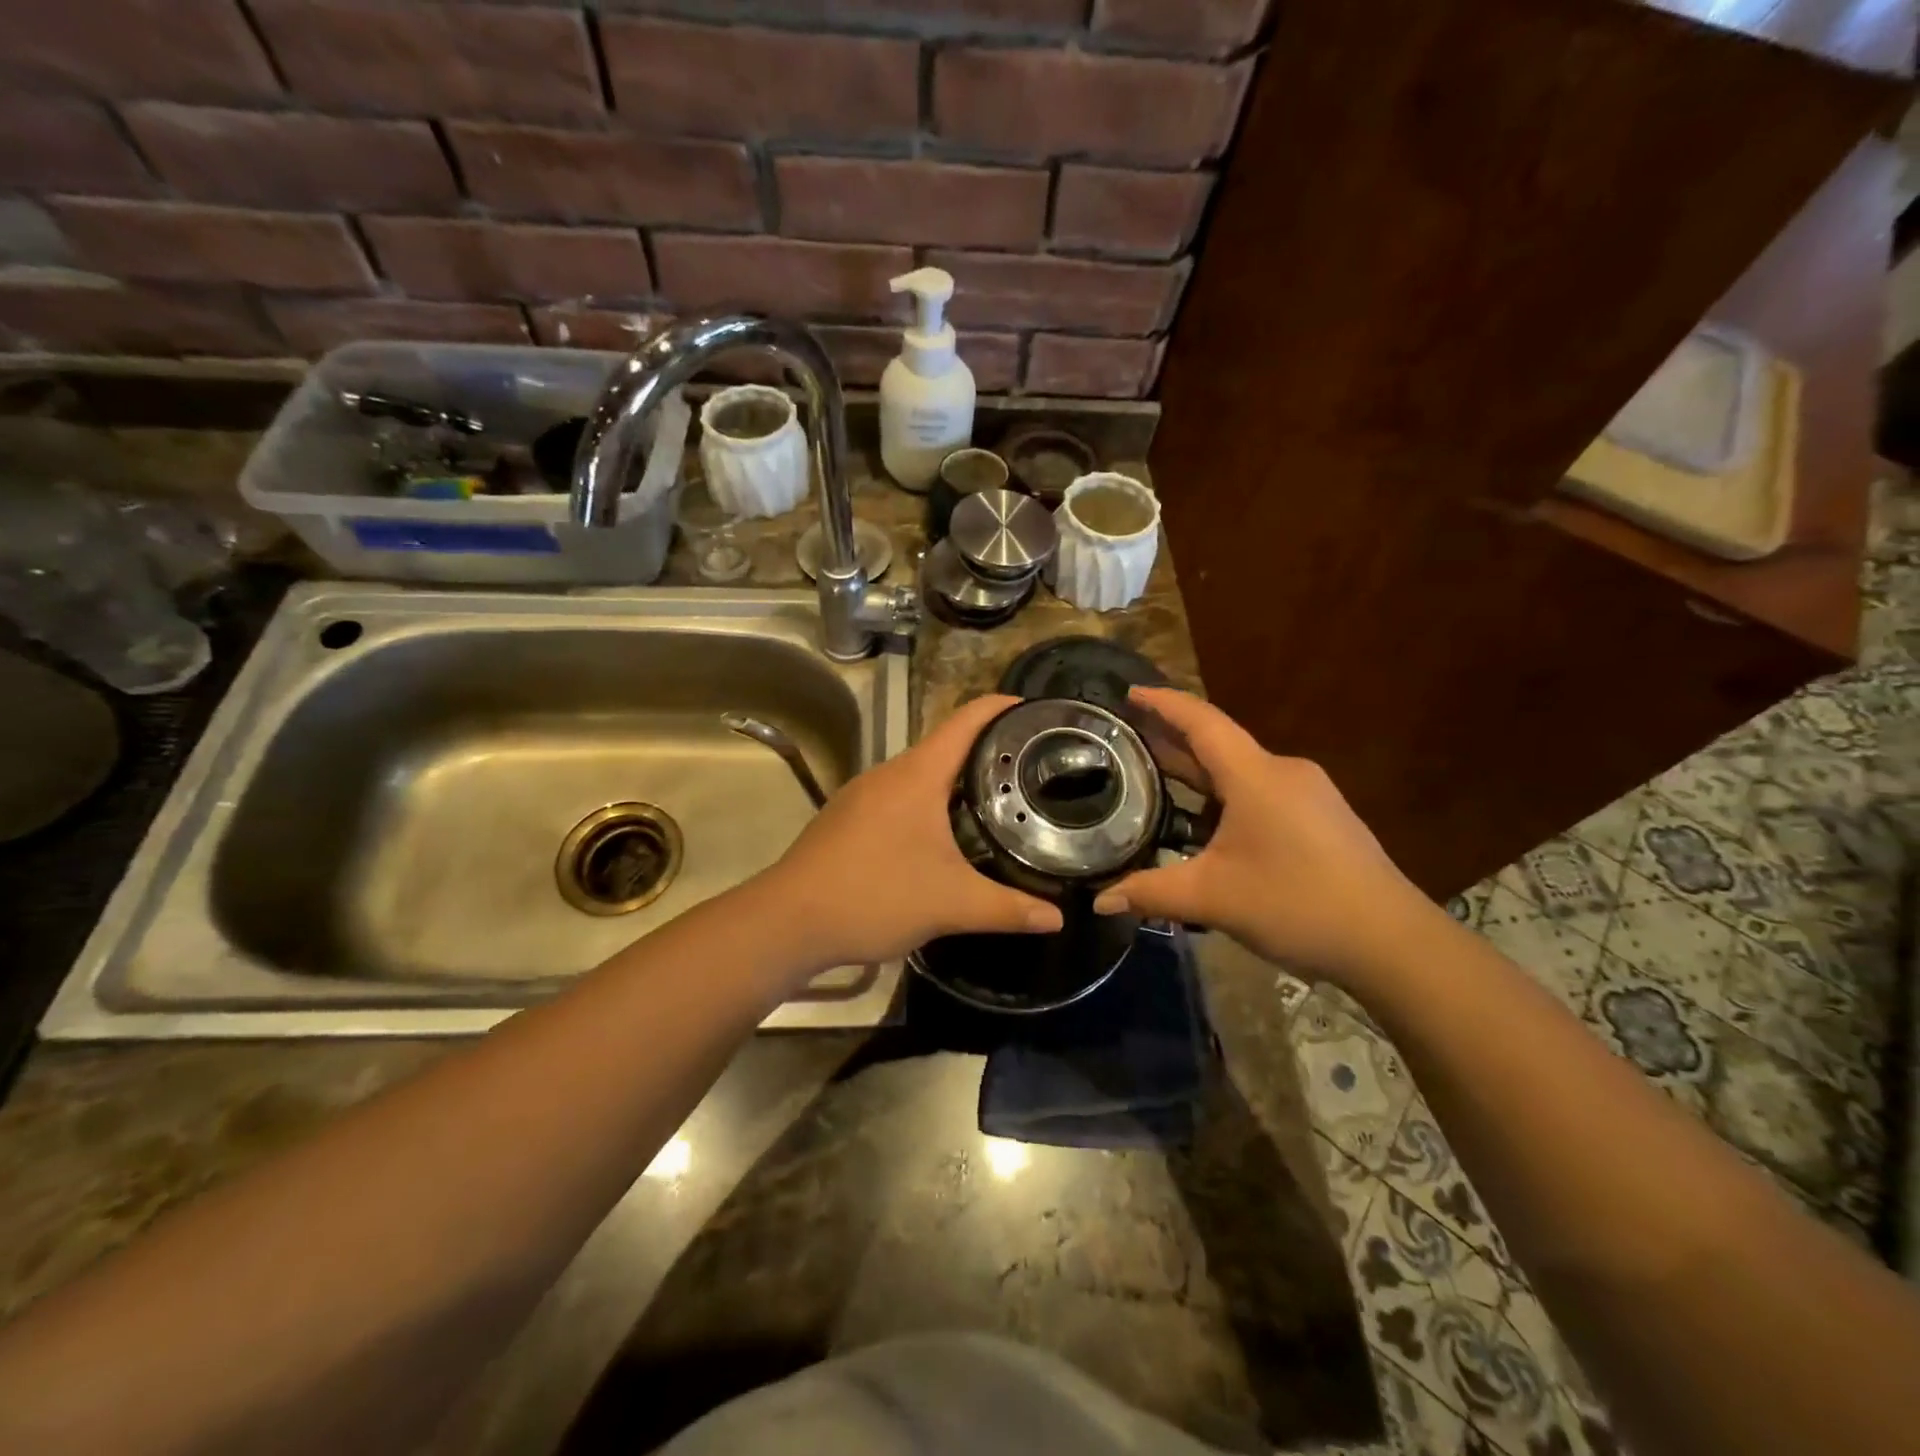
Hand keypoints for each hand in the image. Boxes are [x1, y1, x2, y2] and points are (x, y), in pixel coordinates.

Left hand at [763, 694, 1063, 967]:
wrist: (787, 922)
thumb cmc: (874, 896)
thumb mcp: (951, 904)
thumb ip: (1008, 909)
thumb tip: (1058, 918)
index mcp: (917, 775)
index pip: (967, 721)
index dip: (1003, 707)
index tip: (1038, 712)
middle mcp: (889, 773)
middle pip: (946, 746)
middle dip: (989, 751)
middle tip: (1032, 770)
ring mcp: (863, 795)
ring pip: (921, 775)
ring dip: (957, 781)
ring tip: (998, 801)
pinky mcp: (848, 819)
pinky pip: (900, 797)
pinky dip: (930, 804)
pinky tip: (944, 837)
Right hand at [1092, 687, 1429, 985]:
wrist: (1392, 943)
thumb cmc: (1296, 904)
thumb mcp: (1213, 899)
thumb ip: (1151, 893)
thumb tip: (1101, 901)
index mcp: (1255, 776)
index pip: (1201, 722)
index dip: (1163, 704)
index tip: (1130, 694)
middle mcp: (1283, 772)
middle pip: (1218, 744)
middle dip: (1172, 739)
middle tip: (1128, 738)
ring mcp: (1308, 794)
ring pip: (1240, 772)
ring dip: (1199, 772)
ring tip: (1157, 778)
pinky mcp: (1322, 818)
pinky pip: (1261, 792)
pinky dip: (1225, 795)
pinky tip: (1206, 822)